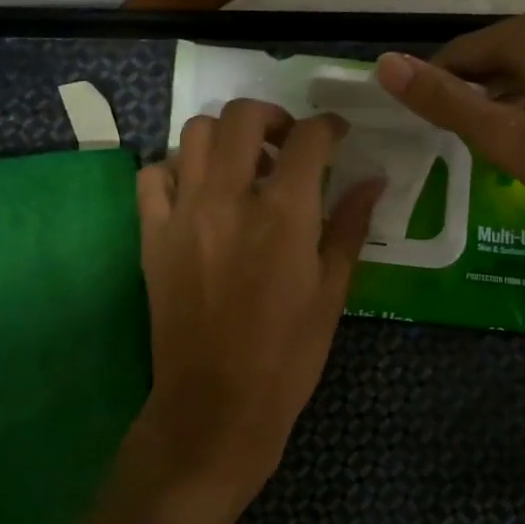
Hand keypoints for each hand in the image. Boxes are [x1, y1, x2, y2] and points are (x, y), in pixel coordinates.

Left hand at [127, 99, 382, 519]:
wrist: (216, 406)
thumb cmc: (287, 355)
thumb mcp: (332, 292)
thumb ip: (350, 227)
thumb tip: (372, 181)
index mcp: (283, 216)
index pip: (307, 139)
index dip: (328, 127)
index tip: (337, 135)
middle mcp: (229, 200)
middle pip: (242, 117)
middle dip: (273, 117)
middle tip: (288, 143)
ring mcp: (183, 215)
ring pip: (193, 133)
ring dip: (224, 136)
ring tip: (243, 165)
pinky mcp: (152, 236)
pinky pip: (152, 176)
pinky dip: (176, 168)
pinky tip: (198, 191)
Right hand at [375, 8, 524, 257]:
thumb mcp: (511, 140)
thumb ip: (447, 101)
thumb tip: (385, 65)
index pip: (458, 54)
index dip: (433, 91)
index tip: (424, 134)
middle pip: (490, 58)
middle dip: (467, 97)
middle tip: (457, 149)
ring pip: (519, 71)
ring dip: (496, 104)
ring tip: (485, 150)